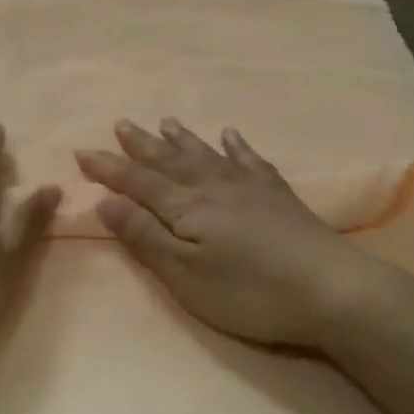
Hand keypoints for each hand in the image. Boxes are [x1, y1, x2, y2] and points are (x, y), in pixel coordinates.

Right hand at [76, 119, 413, 352]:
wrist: (331, 290)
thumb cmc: (248, 291)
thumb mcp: (184, 274)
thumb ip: (144, 237)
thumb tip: (105, 201)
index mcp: (185, 208)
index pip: (137, 183)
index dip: (108, 168)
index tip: (82, 150)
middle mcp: (212, 188)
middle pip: (169, 162)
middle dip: (141, 145)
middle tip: (121, 123)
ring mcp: (248, 188)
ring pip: (205, 155)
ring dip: (182, 140)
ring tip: (166, 122)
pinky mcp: (278, 197)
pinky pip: (250, 162)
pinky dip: (237, 147)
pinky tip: (230, 136)